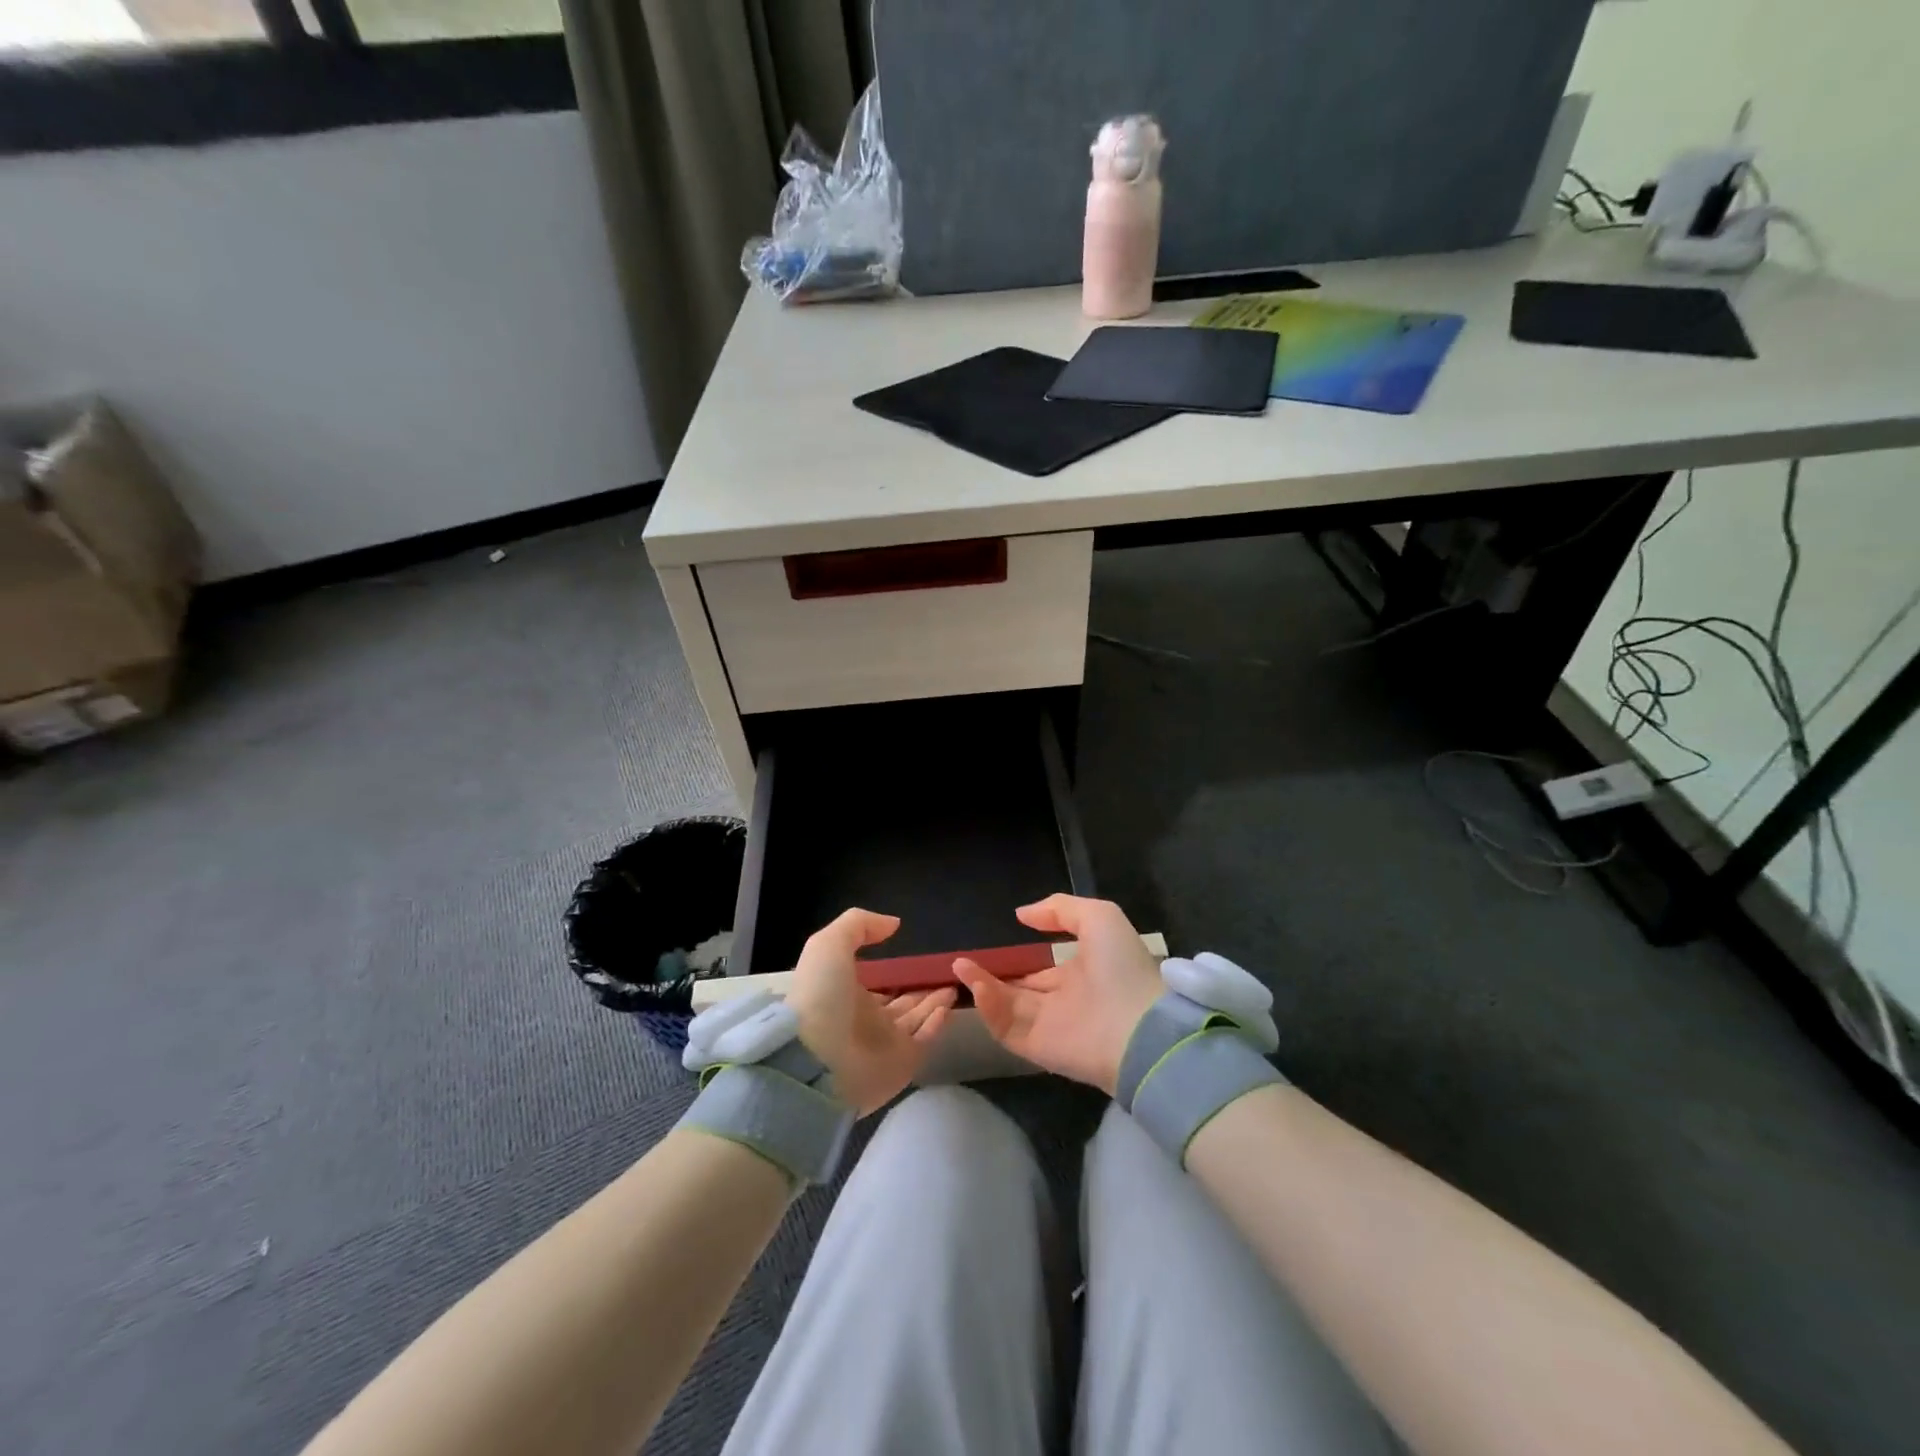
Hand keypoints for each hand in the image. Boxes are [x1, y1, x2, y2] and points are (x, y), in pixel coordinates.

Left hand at [786, 908, 956, 1116]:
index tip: (919, 958)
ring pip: (917, 1018)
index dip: (897, 972)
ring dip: (935, 1002)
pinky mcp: (902, 1063)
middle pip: (902, 1002)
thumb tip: (894, 925)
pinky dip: (938, 1024)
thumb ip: (860, 925)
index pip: (878, 983)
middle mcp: (867, 1020)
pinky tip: (949, 1006)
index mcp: (848, 994)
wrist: (815, 1058)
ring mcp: (885, 1043)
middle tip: (946, 973)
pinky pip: (925, 1039)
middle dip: (922, 989)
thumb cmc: (820, 996)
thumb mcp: (830, 945)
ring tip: (955, 985)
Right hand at [953, 895, 1162, 1094]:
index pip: (1042, 970)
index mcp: (1081, 974)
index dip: (1018, 960)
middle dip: (992, 976)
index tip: (992, 948)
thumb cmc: (1121, 966)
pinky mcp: (1038, 1049)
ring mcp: (1050, 1026)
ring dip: (982, 986)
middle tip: (963, 961)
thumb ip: (1059, 910)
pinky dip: (989, 1008)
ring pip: (1007, 1007)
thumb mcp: (1099, 917)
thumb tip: (1021, 915)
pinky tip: (975, 985)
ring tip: (960, 966)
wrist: (1139, 1027)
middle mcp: (1064, 1001)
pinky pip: (1006, 1028)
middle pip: (1019, 990)